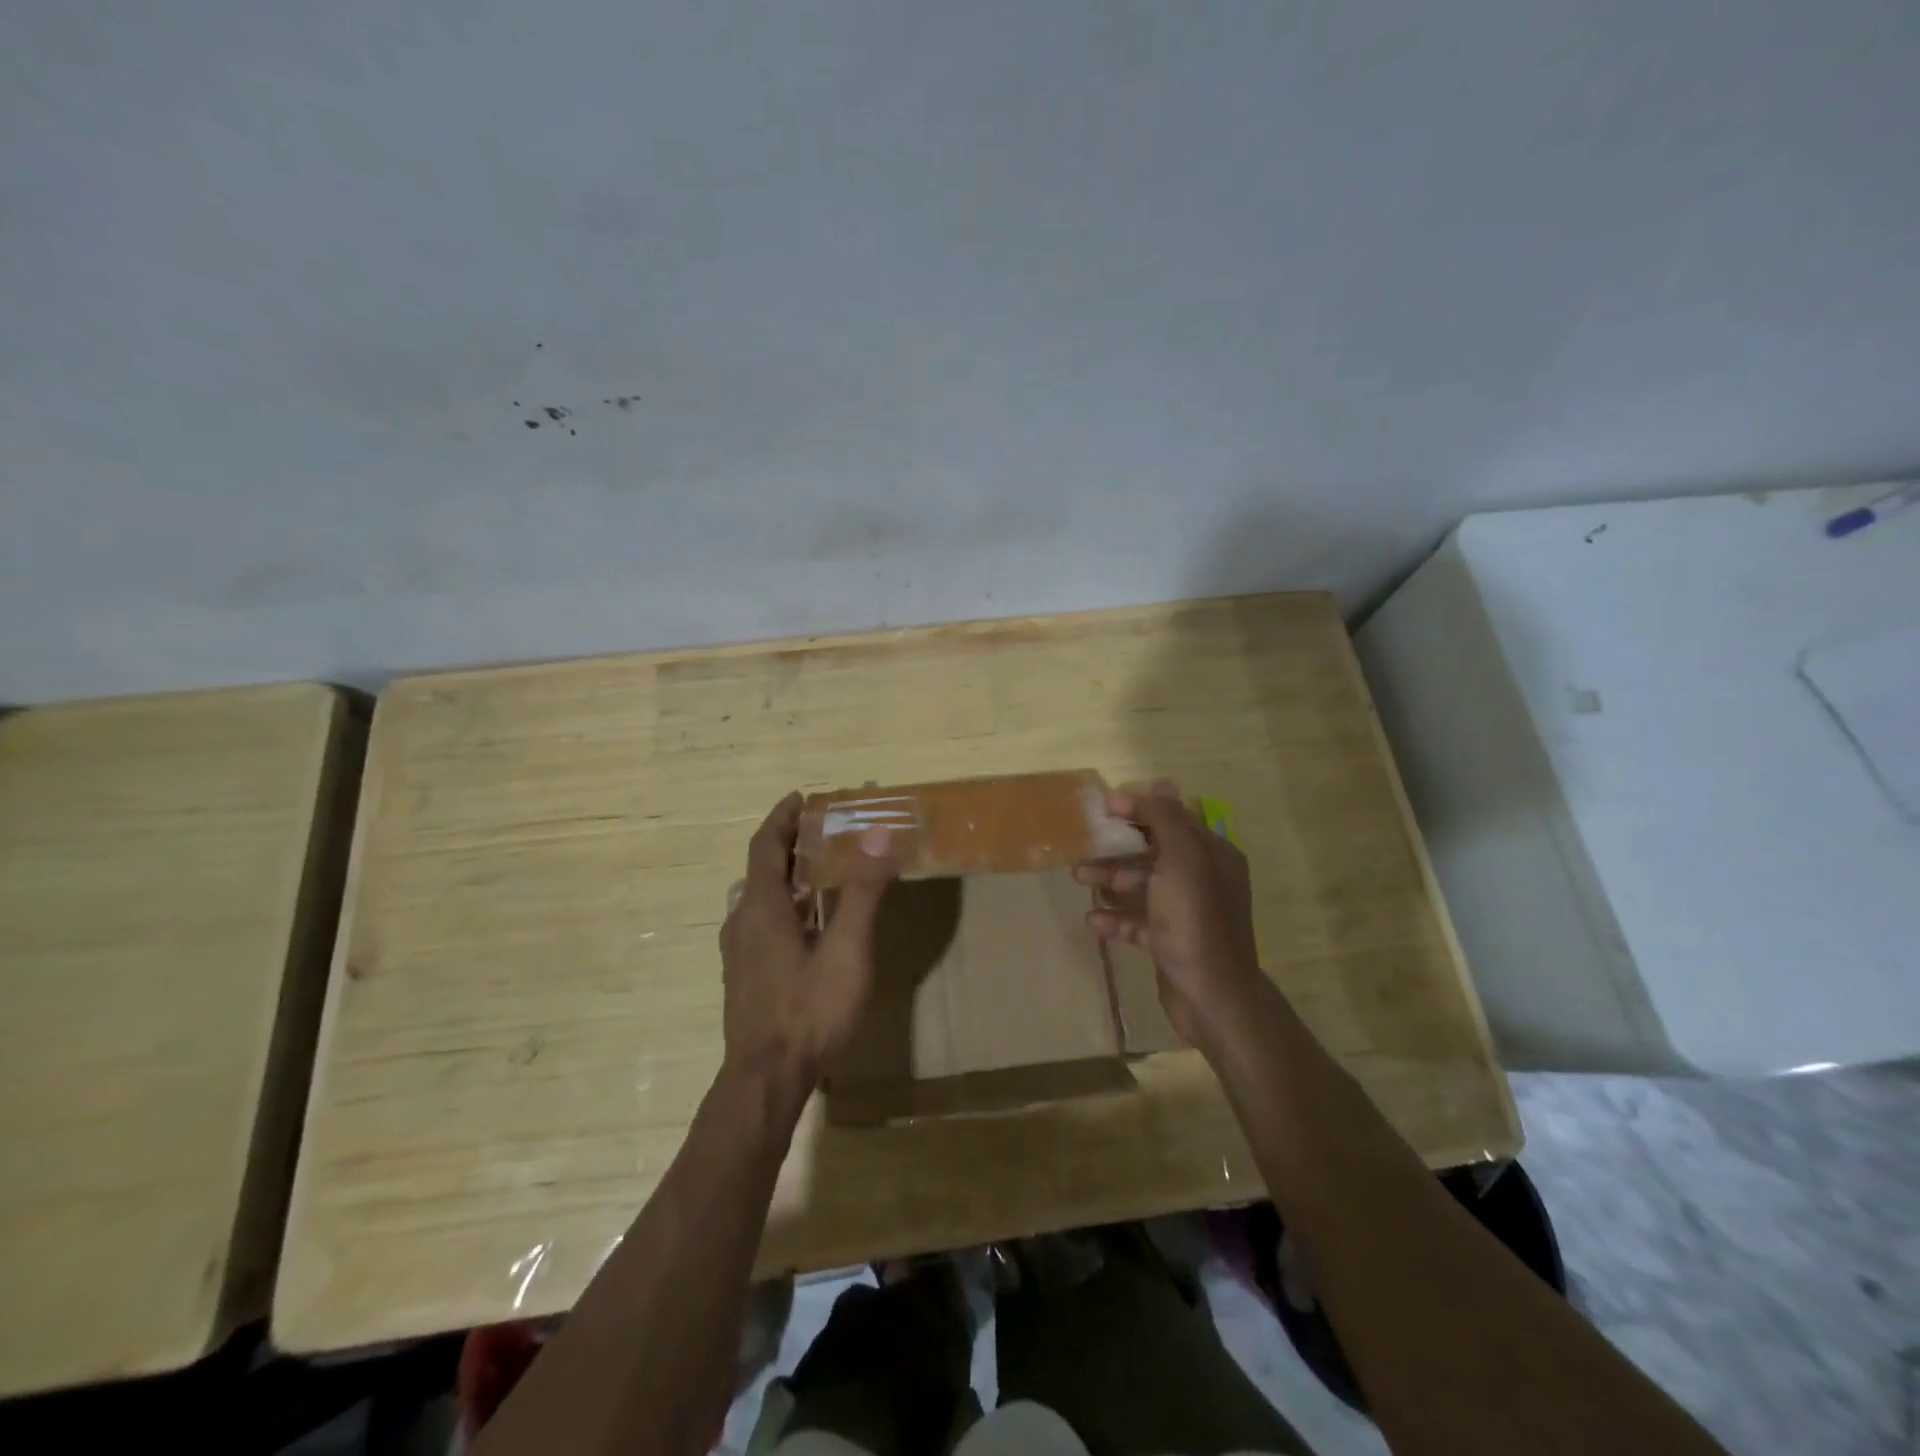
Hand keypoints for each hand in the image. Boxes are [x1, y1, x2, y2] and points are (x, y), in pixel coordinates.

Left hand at [719, 792, 897, 1094]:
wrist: (766, 1080)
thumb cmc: (809, 1010)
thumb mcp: (847, 949)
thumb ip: (862, 891)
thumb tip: (879, 833)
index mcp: (762, 907)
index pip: (765, 845)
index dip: (782, 817)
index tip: (801, 797)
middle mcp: (742, 922)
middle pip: (762, 869)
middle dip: (789, 844)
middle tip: (822, 831)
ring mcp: (739, 952)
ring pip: (760, 898)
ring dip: (787, 876)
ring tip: (820, 871)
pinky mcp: (745, 976)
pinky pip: (762, 922)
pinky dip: (784, 904)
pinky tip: (809, 924)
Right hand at [1074, 780, 1265, 1050]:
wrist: (1212, 996)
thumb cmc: (1194, 921)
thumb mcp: (1182, 861)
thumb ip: (1168, 820)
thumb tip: (1161, 782)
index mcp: (1210, 855)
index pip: (1172, 819)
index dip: (1139, 809)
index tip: (1104, 809)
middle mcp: (1201, 879)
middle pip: (1153, 852)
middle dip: (1118, 848)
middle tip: (1083, 848)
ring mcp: (1186, 912)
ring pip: (1142, 886)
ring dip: (1111, 880)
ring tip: (1079, 879)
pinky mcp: (1170, 941)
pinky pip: (1138, 921)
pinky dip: (1116, 918)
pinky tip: (1094, 921)